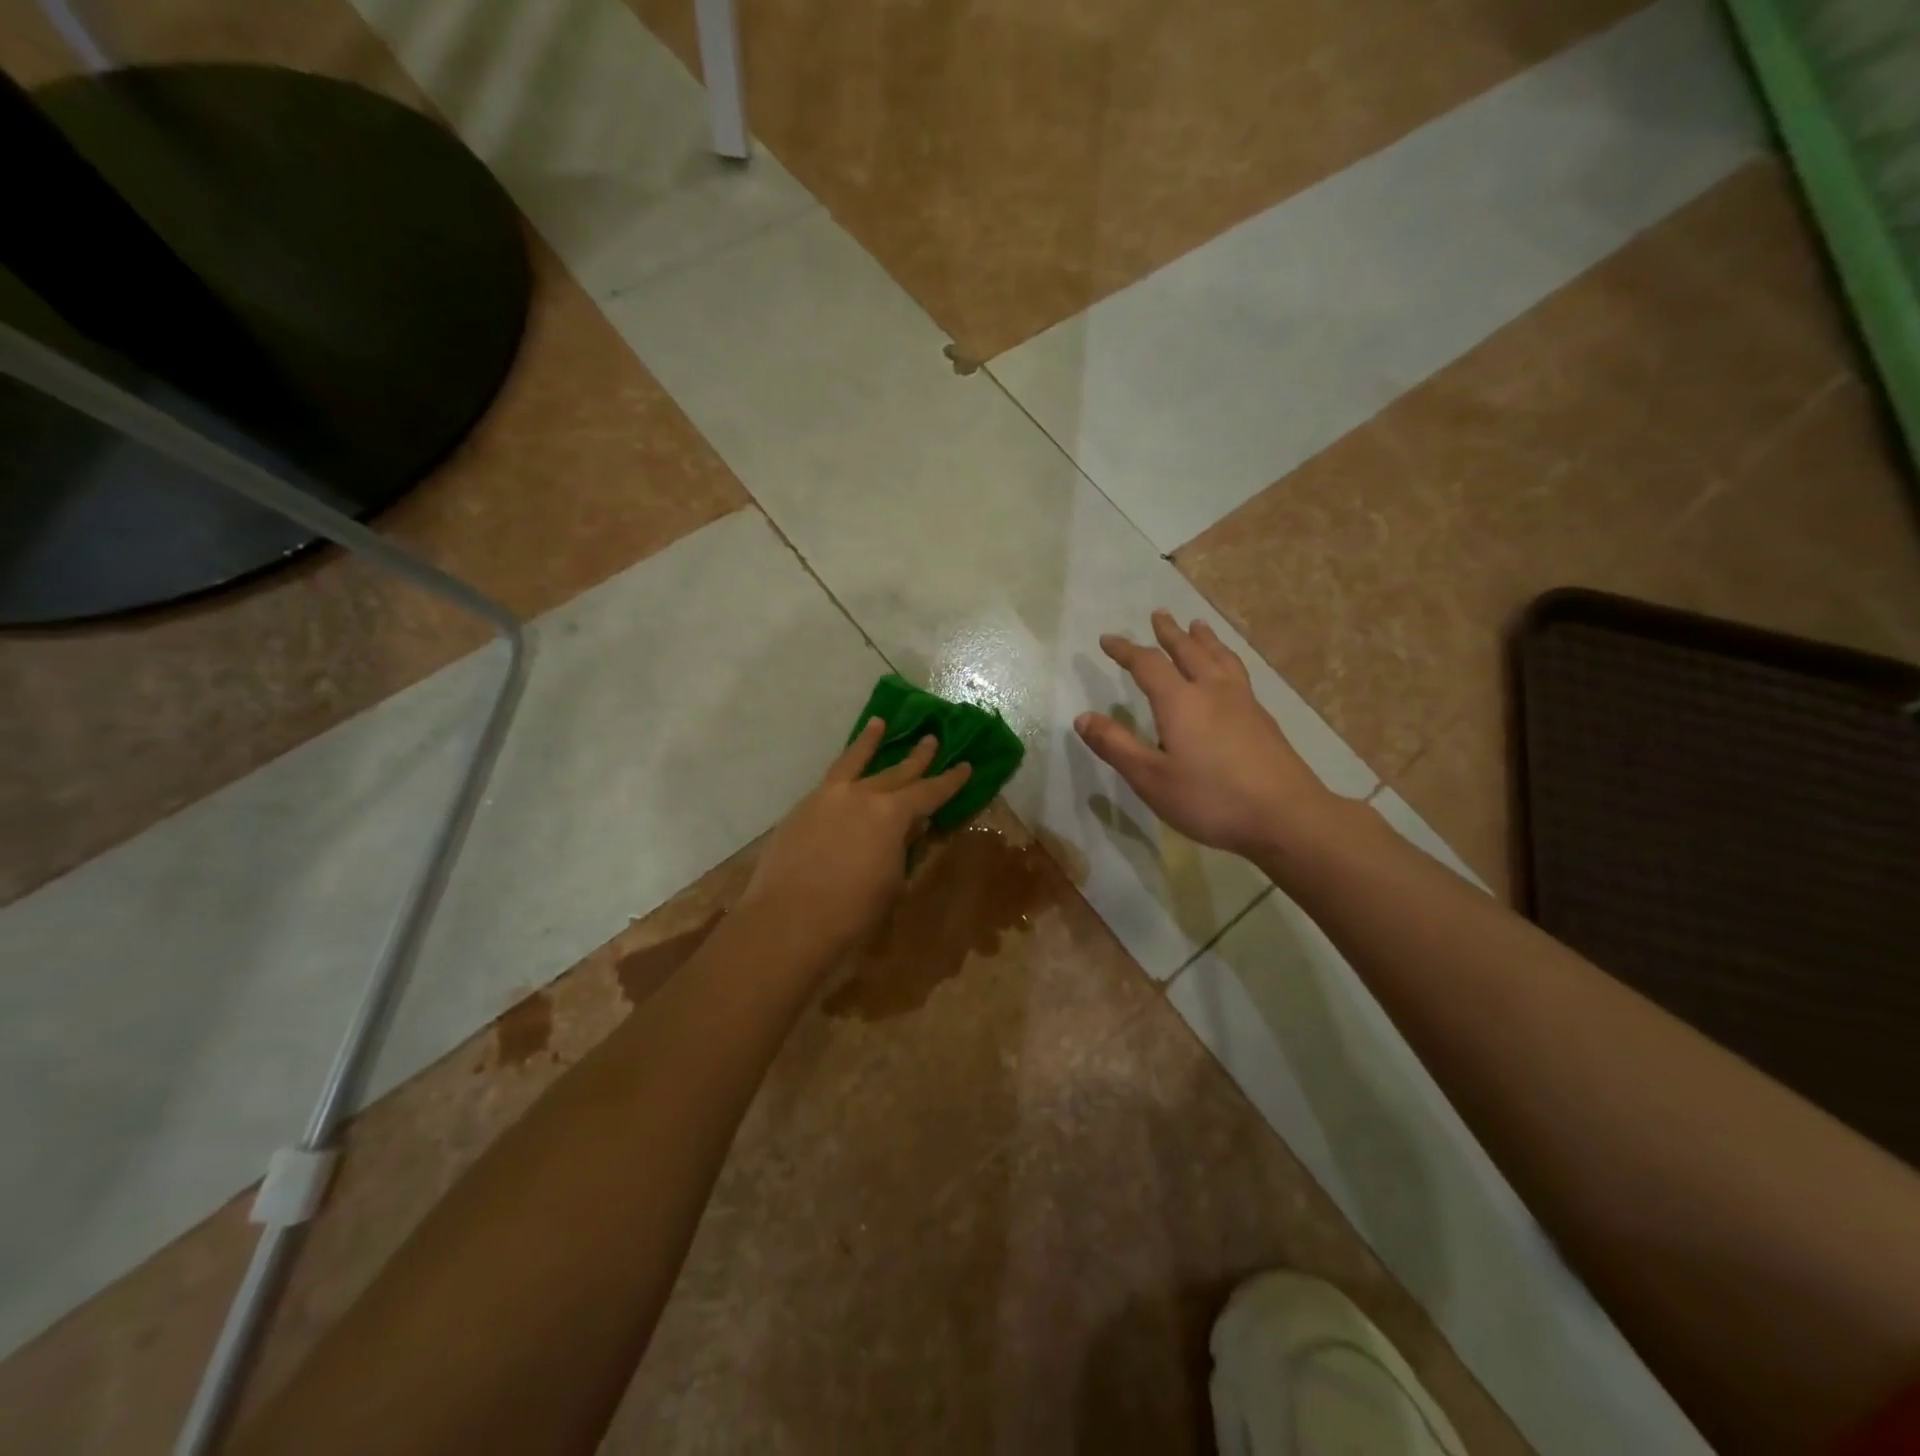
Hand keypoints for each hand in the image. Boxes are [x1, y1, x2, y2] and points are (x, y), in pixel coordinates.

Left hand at [742, 719, 971, 972]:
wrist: (788, 921)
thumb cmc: (853, 911)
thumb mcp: (892, 881)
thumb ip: (902, 848)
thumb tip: (909, 828)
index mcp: (891, 814)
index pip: (929, 791)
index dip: (950, 780)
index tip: (965, 765)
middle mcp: (861, 795)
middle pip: (895, 771)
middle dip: (917, 757)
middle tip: (931, 739)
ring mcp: (826, 797)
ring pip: (853, 762)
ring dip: (869, 742)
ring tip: (878, 723)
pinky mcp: (801, 809)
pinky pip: (829, 780)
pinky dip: (843, 771)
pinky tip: (845, 774)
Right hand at [1074, 610, 1339, 860]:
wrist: (1286, 816)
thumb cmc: (1210, 799)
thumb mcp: (1150, 778)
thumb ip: (1116, 746)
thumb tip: (1083, 717)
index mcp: (1181, 702)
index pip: (1147, 664)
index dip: (1125, 650)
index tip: (1107, 640)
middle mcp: (1212, 691)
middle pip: (1189, 651)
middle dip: (1169, 633)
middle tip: (1159, 614)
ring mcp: (1243, 703)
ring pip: (1220, 658)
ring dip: (1204, 639)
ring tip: (1198, 625)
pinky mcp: (1263, 720)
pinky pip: (1238, 673)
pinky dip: (1226, 659)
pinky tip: (1229, 672)